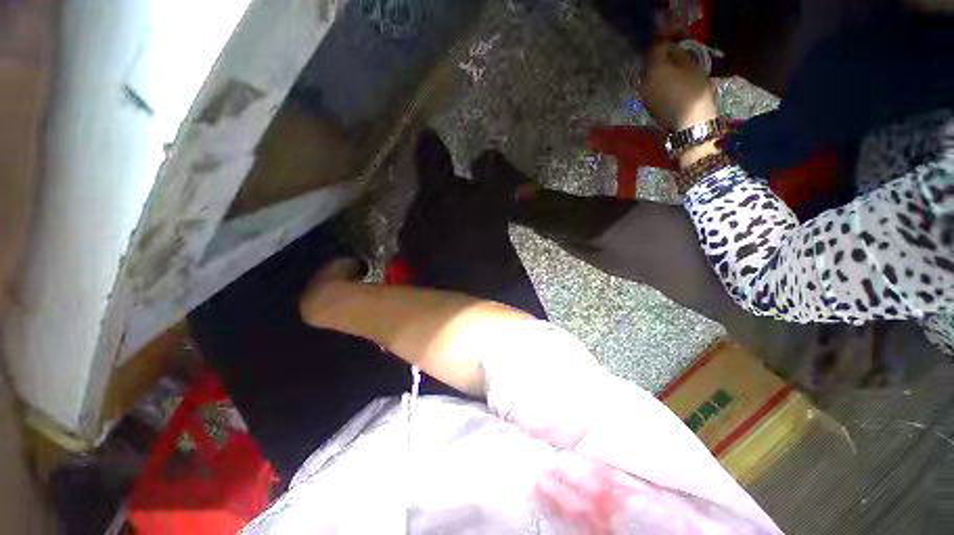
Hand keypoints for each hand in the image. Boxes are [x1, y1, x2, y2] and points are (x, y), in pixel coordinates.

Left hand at [638, 41, 716, 131]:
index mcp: (654, 68)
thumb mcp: (692, 65)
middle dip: (661, 53)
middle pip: (650, 60)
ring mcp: (643, 93)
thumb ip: (678, 53)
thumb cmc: (694, 91)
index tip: (677, 36)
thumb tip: (672, 48)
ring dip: (659, 67)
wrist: (689, 123)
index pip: (656, 46)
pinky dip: (658, 79)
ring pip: (649, 73)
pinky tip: (669, 80)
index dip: (666, 38)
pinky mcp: (646, 103)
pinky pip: (650, 85)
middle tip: (676, 49)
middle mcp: (643, 80)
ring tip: (674, 65)